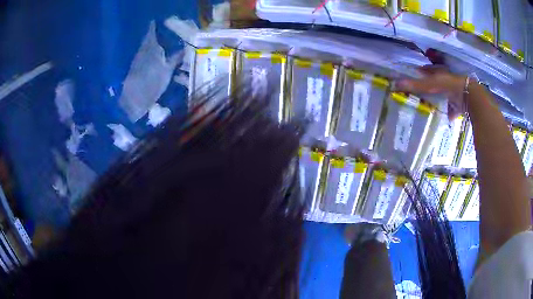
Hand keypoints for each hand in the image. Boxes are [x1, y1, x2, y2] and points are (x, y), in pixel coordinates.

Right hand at [396, 65, 466, 119]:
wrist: (469, 96)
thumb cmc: (449, 85)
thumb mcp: (430, 84)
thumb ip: (415, 85)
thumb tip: (394, 84)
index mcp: (439, 72)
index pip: (427, 70)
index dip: (420, 72)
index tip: (412, 76)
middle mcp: (446, 80)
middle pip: (435, 83)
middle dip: (429, 88)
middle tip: (419, 94)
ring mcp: (454, 92)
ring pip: (444, 96)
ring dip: (439, 100)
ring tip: (429, 107)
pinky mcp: (459, 104)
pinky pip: (452, 108)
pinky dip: (448, 112)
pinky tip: (444, 117)